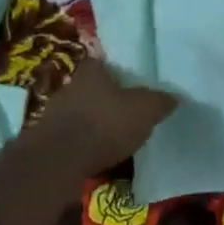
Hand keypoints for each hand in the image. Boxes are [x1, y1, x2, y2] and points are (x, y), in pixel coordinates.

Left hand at [41, 59, 178, 176]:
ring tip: (117, 139)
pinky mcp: (48, 141)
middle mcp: (70, 85)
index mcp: (92, 70)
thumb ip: (160, 101)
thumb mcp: (144, 109)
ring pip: (83, 114)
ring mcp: (55, 114)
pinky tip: (100, 157)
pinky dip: (86, 146)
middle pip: (94, 88)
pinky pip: (74, 139)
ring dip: (96, 124)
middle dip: (109, 99)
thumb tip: (175, 97)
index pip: (106, 62)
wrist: (59, 162)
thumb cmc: (104, 124)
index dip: (120, 72)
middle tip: (129, 112)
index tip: (134, 84)